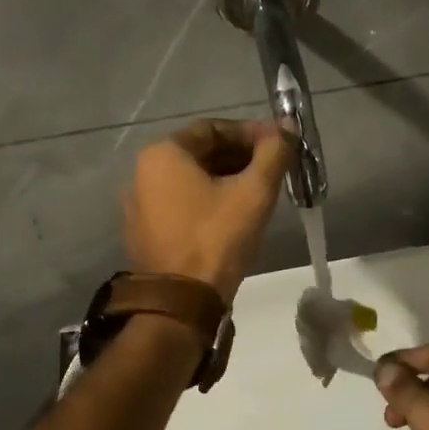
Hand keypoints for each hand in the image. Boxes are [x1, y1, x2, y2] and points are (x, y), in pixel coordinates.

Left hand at [123, 119, 290, 300]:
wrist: (180, 304)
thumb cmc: (216, 238)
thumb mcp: (254, 192)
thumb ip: (274, 152)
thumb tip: (289, 126)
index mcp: (162, 153)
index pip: (213, 128)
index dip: (251, 133)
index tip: (279, 145)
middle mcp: (143, 172)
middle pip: (201, 153)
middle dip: (240, 157)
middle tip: (274, 169)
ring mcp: (139, 204)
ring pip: (192, 179)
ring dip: (227, 179)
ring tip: (260, 193)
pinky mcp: (145, 231)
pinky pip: (181, 203)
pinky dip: (209, 201)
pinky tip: (235, 216)